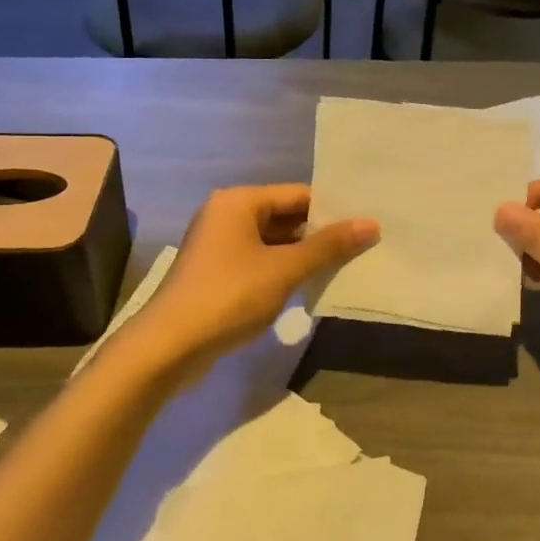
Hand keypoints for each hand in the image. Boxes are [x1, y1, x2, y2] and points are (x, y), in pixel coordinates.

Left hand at [135, 185, 376, 367]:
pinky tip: (311, 284)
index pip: (297, 194)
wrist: (170, 346)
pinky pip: (260, 261)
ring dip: (304, 254)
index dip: (333, 209)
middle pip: (285, 216)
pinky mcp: (217, 273)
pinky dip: (284, 270)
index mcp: (238, 202)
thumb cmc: (229, 296)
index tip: (367, 222)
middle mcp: (226, 215)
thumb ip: (328, 246)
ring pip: (273, 241)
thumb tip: (370, 223)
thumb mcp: (284, 269)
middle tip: (364, 244)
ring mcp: (219, 245)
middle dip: (320, 233)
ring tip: (346, 264)